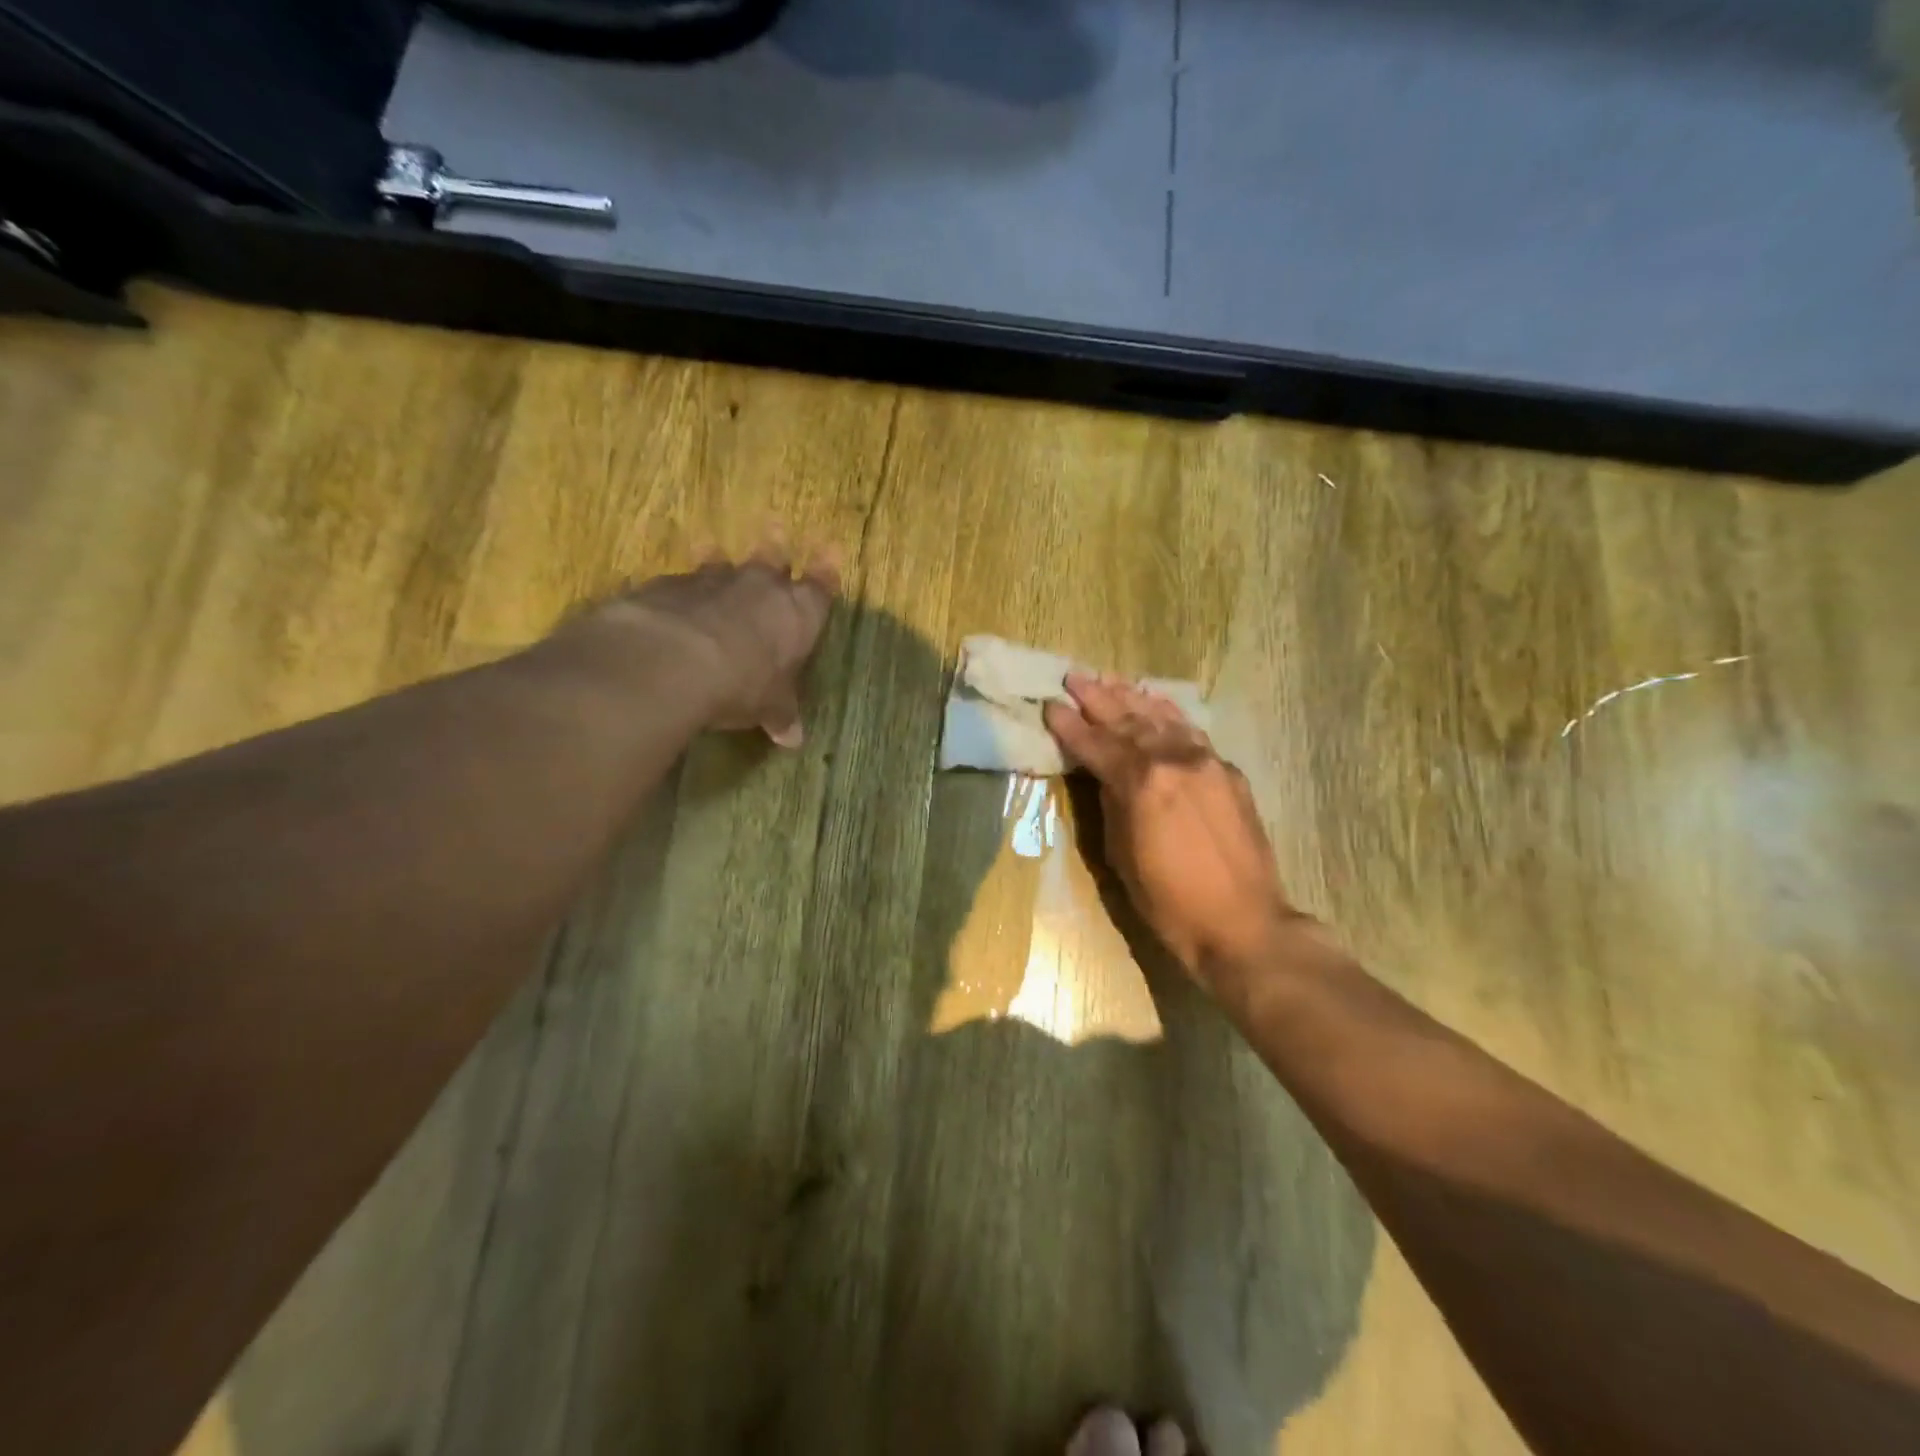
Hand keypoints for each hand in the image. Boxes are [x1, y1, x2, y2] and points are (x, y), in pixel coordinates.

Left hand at [570, 543, 837, 745]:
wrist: (673, 660)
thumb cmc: (743, 684)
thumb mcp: (768, 707)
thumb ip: (780, 714)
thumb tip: (793, 738)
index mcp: (798, 613)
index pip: (820, 586)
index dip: (826, 571)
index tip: (830, 551)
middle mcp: (760, 587)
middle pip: (772, 557)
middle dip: (776, 545)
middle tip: (776, 525)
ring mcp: (712, 580)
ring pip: (721, 561)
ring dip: (719, 558)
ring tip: (713, 547)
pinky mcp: (668, 584)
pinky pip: (680, 581)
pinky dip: (681, 588)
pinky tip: (672, 598)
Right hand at [1044, 674, 1298, 984]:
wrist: (1242, 923)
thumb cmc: (1169, 901)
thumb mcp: (1121, 854)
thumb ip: (1111, 803)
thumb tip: (1105, 774)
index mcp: (1141, 783)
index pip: (1096, 744)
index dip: (1069, 725)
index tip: (1050, 705)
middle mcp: (1174, 760)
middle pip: (1128, 720)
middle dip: (1098, 698)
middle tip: (1074, 678)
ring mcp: (1206, 761)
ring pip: (1162, 718)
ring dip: (1133, 697)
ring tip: (1109, 680)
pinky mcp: (1228, 771)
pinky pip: (1191, 732)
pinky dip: (1169, 713)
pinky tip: (1157, 703)